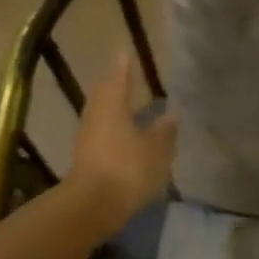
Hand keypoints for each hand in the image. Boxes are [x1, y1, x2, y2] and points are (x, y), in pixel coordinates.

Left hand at [66, 49, 176, 237]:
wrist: (92, 207)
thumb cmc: (127, 170)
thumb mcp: (156, 150)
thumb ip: (165, 131)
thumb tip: (171, 114)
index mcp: (112, 106)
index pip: (119, 78)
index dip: (124, 66)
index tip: (125, 51)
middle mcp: (96, 116)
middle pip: (105, 94)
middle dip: (117, 85)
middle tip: (127, 75)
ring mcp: (87, 138)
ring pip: (103, 115)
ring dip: (115, 108)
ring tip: (130, 104)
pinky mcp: (86, 159)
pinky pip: (102, 134)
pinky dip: (114, 129)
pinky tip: (126, 135)